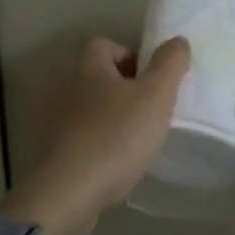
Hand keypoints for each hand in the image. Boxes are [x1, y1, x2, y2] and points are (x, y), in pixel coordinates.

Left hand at [4, 36, 190, 234]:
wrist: (70, 193)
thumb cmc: (116, 136)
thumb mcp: (155, 95)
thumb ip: (170, 64)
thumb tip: (177, 42)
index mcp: (88, 67)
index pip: (106, 44)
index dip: (132, 56)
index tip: (152, 80)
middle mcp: (68, 89)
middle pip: (101, 78)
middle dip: (127, 90)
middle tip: (153, 109)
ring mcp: (58, 122)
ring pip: (94, 109)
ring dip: (116, 119)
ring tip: (141, 139)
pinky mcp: (57, 152)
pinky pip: (86, 137)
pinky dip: (104, 144)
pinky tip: (121, 162)